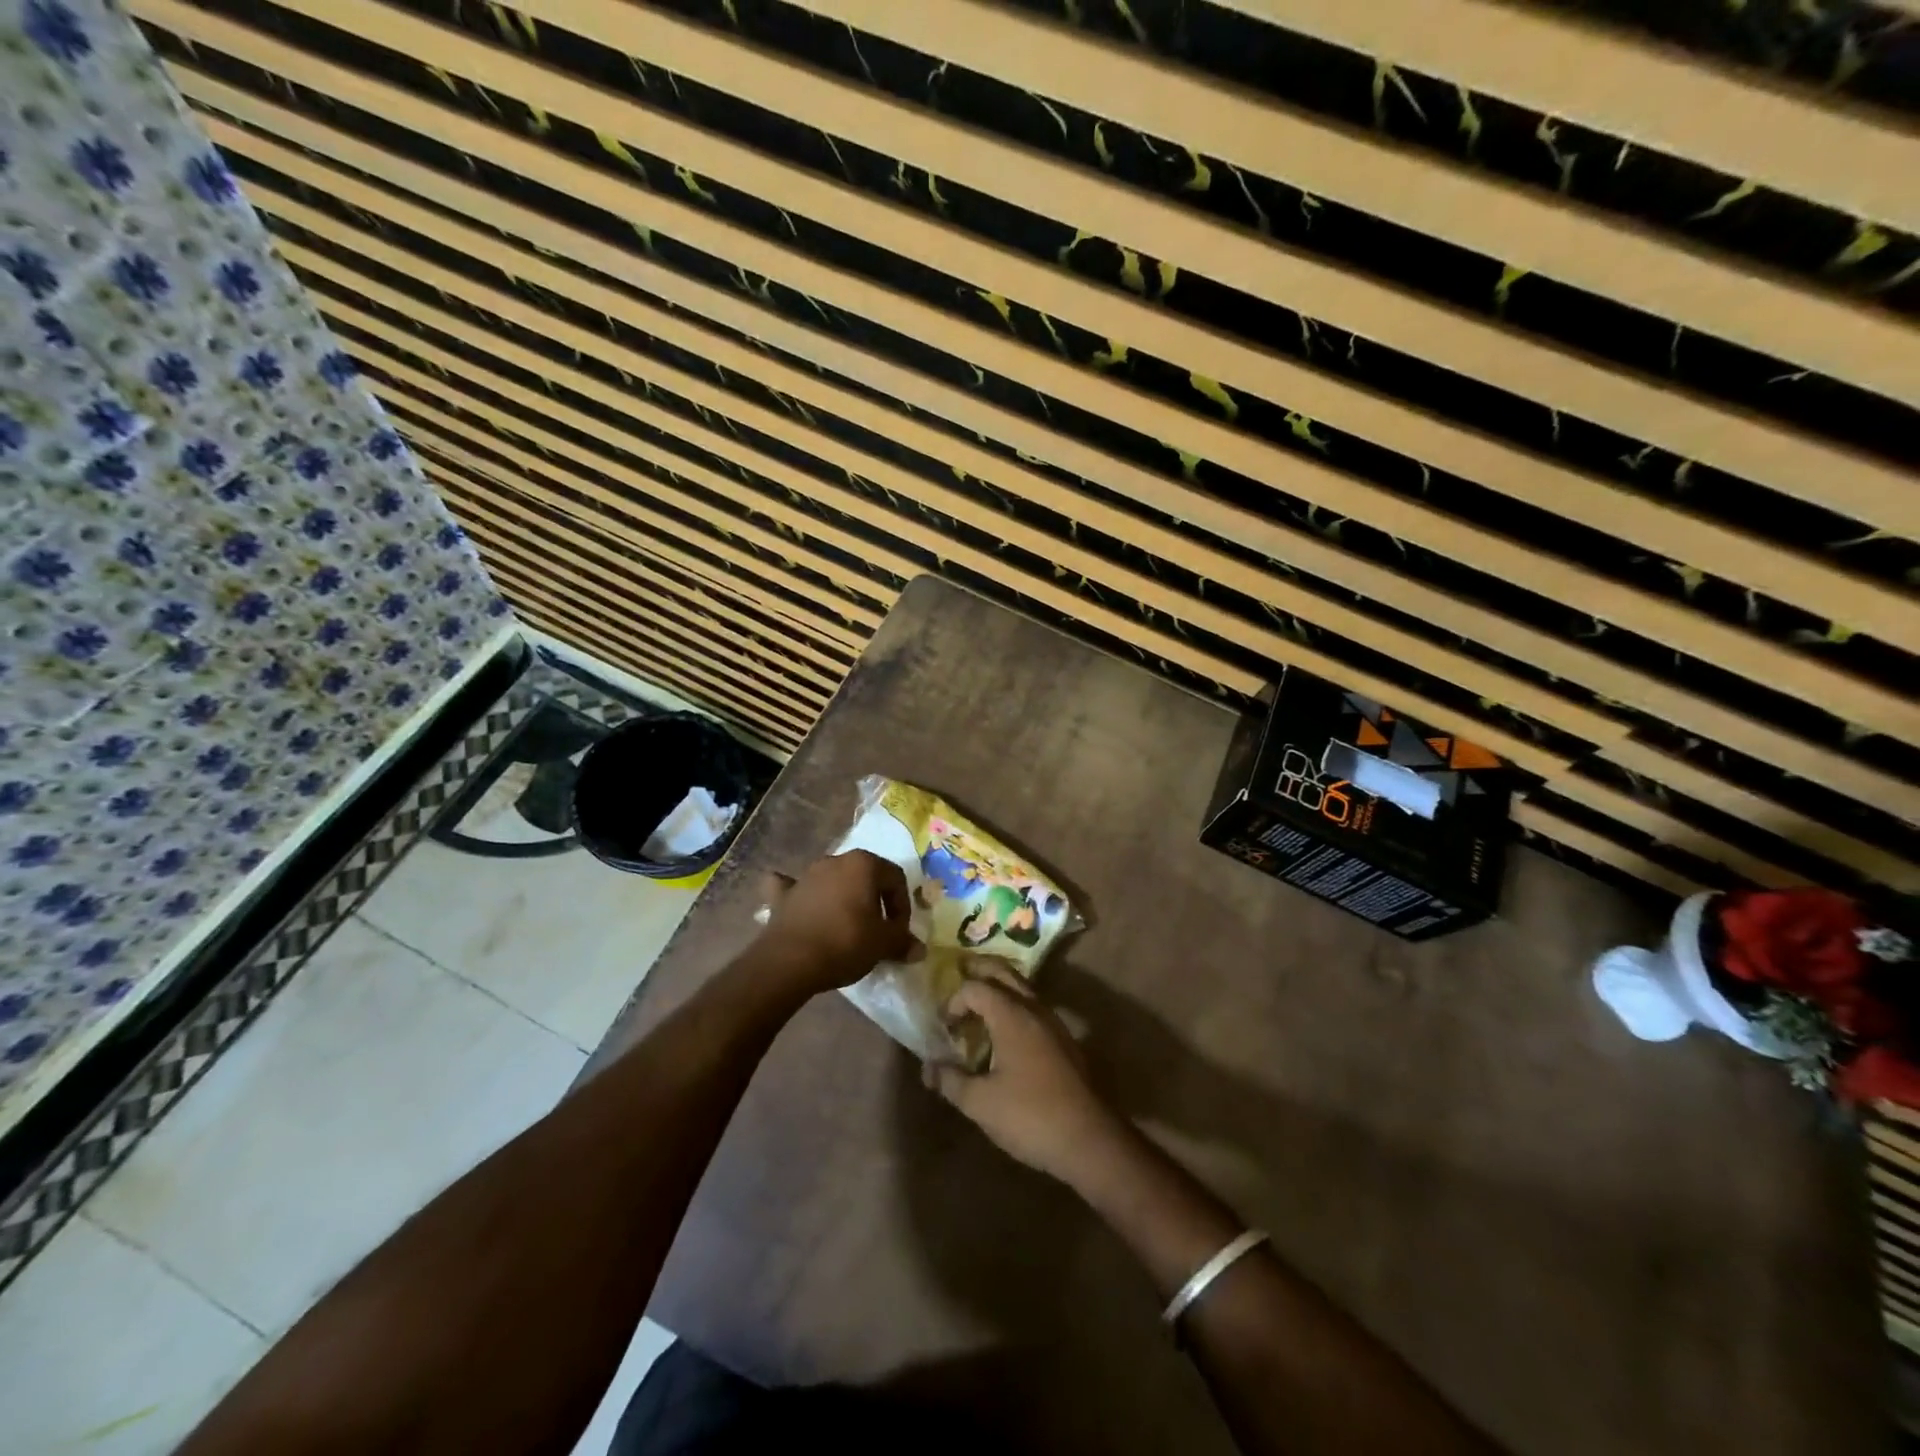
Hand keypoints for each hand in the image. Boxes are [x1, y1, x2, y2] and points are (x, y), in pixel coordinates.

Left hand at [756, 851, 920, 995]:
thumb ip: (902, 942)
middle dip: (874, 900)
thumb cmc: (845, 943)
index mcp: (864, 864)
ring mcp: (806, 875)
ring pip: (832, 881)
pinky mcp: (783, 895)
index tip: (898, 932)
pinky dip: (799, 895)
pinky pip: (793, 888)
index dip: (902, 906)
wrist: (789, 961)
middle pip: (864, 876)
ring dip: (842, 898)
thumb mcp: (883, 944)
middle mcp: (835, 860)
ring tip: (846, 927)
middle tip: (877, 930)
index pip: (896, 878)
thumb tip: (919, 950)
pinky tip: (799, 903)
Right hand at [923, 962, 1129, 1185]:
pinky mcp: (1064, 1041)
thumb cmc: (1029, 1115)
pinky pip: (1033, 1009)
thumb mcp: (980, 1103)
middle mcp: (1034, 1009)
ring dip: (998, 989)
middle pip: (1004, 973)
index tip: (945, 1027)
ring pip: (1022, 989)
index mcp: (1011, 1015)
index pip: (976, 988)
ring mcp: (1053, 1023)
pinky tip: (1005, 1036)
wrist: (1089, 1140)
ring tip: (977, 1008)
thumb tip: (928, 1068)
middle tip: (958, 979)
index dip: (954, 1001)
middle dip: (979, 972)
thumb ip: (951, 1081)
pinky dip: (1014, 1008)